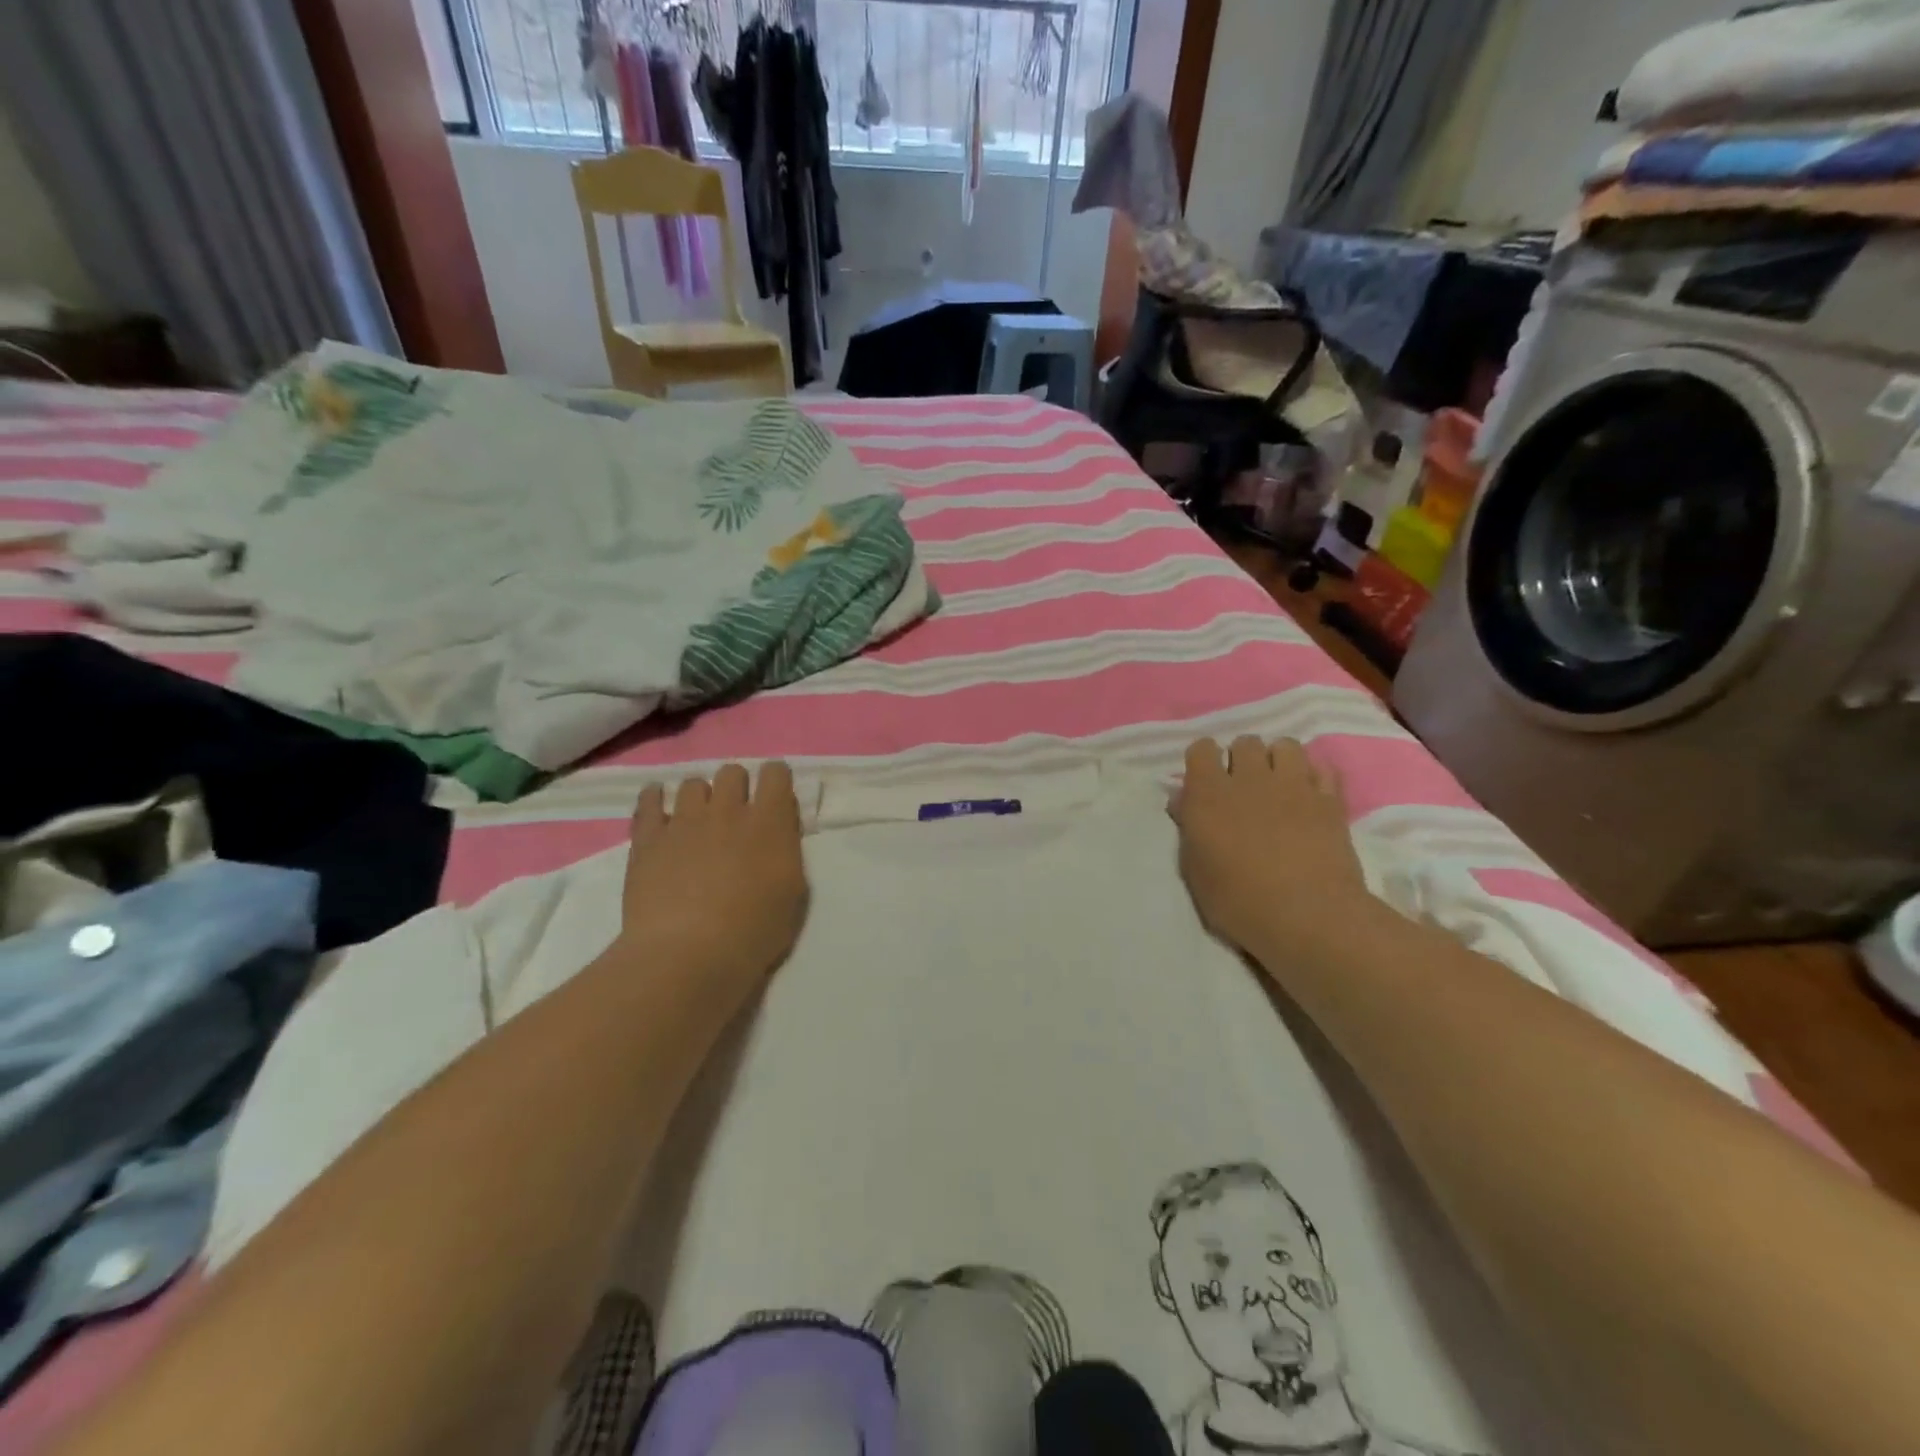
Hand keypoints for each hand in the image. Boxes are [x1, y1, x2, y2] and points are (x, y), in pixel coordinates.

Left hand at [619, 763, 808, 1010]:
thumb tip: (777, 833)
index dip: (776, 780)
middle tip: (735, 815)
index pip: (776, 774)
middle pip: (732, 771)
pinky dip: (655, 798)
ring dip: (699, 797)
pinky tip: (658, 807)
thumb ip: (786, 853)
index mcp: (769, 823)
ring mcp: (684, 821)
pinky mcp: (648, 838)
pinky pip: (649, 800)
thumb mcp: (792, 894)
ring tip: (696, 821)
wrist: (687, 954)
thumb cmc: (752, 932)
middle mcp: (727, 810)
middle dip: (737, 787)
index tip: (774, 797)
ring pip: (692, 783)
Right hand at [1172, 737, 1370, 962]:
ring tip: (1279, 787)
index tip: (1206, 784)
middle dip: (1242, 759)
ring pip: (1286, 745)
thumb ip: (1188, 828)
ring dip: (1279, 761)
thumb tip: (1183, 800)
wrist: (1307, 917)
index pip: (1201, 749)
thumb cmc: (1238, 901)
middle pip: (1245, 742)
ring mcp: (1294, 785)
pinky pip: (1323, 768)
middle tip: (1243, 789)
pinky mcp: (1330, 800)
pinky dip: (1315, 776)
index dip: (1203, 762)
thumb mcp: (1195, 871)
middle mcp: (1249, 778)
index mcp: (1208, 794)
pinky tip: (1310, 796)